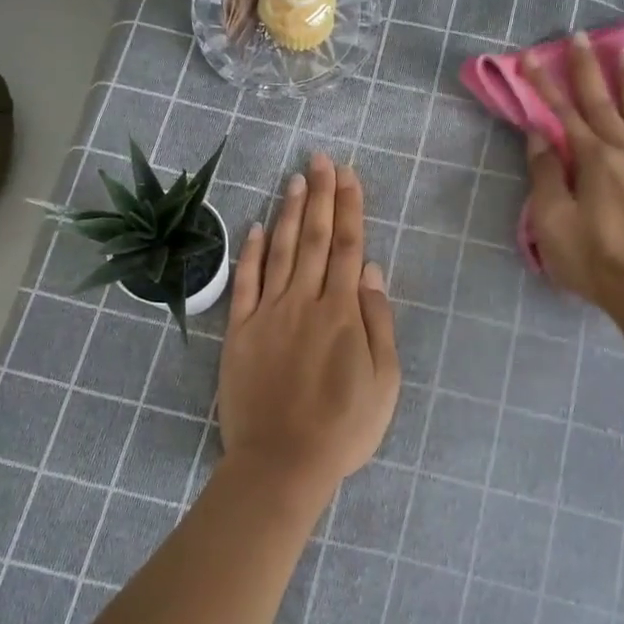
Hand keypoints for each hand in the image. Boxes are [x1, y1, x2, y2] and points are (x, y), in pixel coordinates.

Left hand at [217, 154, 400, 502]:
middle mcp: (304, 302)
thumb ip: (379, 322)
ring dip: (290, 213)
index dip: (350, 208)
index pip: (349, 248)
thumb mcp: (384, 382)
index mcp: (342, 313)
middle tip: (320, 160)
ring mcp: (268, 314)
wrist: (281, 463)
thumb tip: (374, 272)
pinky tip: (257, 226)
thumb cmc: (343, 428)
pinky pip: (245, 283)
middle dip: (321, 196)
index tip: (348, 176)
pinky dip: (251, 253)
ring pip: (282, 251)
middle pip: (316, 239)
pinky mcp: (239, 332)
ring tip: (295, 180)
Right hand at [522, 32, 623, 316]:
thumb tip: (539, 135)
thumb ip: (546, 176)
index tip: (531, 57)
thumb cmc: (595, 262)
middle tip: (581, 36)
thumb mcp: (553, 223)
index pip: (563, 114)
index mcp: (592, 161)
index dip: (545, 85)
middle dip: (588, 69)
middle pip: (603, 105)